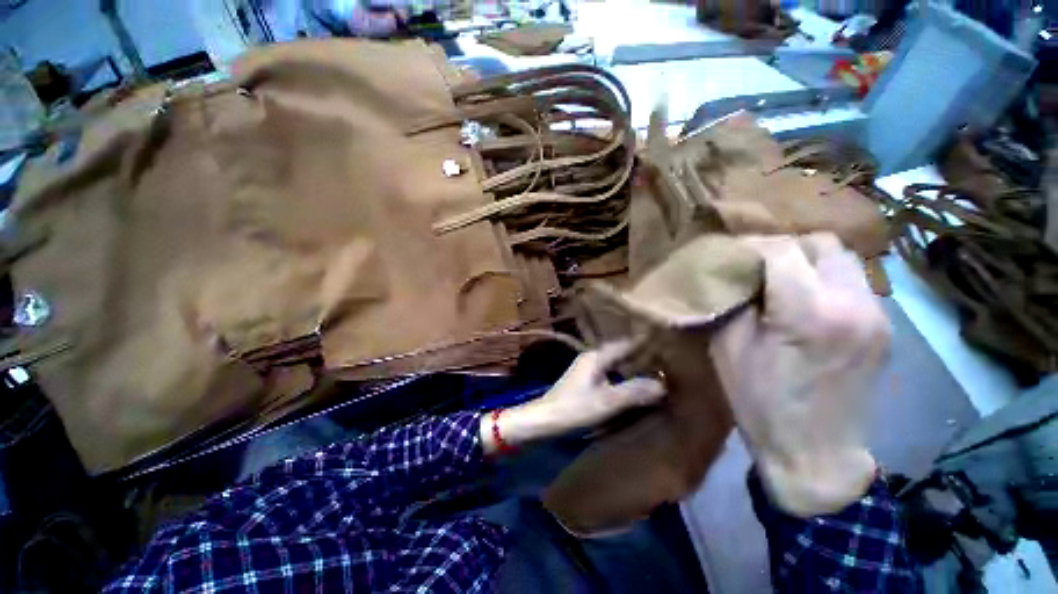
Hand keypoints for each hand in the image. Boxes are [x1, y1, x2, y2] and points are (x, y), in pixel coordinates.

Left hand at [481, 341, 665, 454]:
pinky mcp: (588, 382)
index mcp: (597, 357)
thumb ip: (634, 392)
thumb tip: (663, 385)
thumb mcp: (606, 402)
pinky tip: (637, 387)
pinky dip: (626, 379)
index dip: (647, 344)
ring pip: (618, 365)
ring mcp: (590, 370)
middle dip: (644, 357)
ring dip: (635, 369)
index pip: (626, 344)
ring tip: (660, 374)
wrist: (542, 422)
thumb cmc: (572, 409)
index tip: (669, 345)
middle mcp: (593, 359)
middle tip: (670, 362)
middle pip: (623, 353)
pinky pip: (612, 375)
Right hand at [711, 234, 890, 516]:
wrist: (814, 452)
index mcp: (809, 312)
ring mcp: (877, 315)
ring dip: (808, 261)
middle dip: (783, 247)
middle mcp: (853, 304)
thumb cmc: (760, 401)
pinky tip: (807, 301)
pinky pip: (854, 282)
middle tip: (756, 267)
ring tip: (782, 281)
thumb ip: (733, 301)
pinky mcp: (885, 328)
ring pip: (844, 258)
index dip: (750, 246)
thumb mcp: (728, 347)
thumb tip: (734, 272)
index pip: (781, 250)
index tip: (731, 256)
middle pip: (821, 244)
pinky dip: (826, 279)